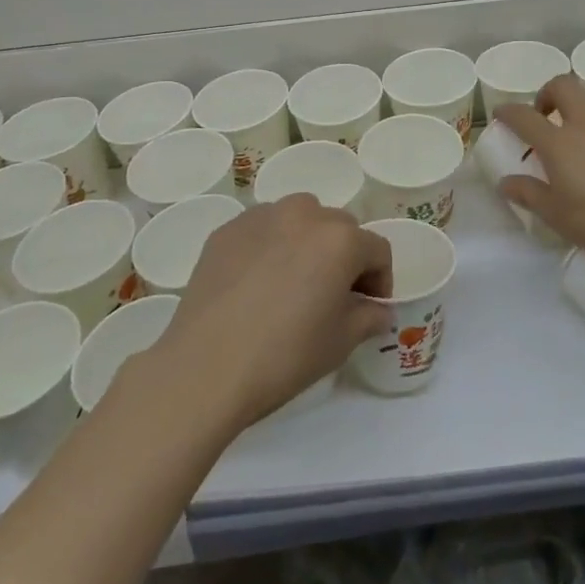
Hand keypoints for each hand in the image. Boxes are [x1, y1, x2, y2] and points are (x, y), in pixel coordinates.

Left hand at [155, 195, 392, 433]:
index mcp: (340, 238)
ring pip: (300, 219)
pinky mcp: (227, 230)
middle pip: (340, 228)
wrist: (205, 369)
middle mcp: (304, 214)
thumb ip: (369, 316)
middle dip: (345, 257)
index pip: (377, 250)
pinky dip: (271, 246)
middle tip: (332, 296)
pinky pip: (263, 229)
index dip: (380, 281)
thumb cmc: (285, 356)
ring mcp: (261, 217)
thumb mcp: (341, 342)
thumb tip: (377, 310)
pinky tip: (257, 284)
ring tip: (294, 282)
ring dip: (307, 243)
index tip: (368, 308)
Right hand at [495, 76, 584, 266]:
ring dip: (581, 98)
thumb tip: (505, 182)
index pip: (524, 117)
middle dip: (547, 93)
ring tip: (581, 119)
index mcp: (558, 144)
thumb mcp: (558, 216)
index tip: (501, 113)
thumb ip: (529, 195)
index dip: (508, 111)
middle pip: (562, 86)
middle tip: (545, 114)